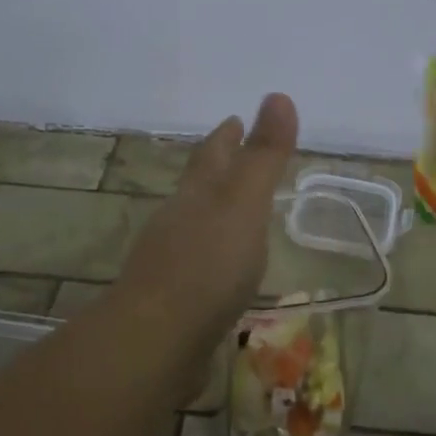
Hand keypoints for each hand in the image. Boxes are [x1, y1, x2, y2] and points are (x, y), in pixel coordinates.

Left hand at [115, 93, 299, 371]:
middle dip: (217, 170)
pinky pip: (198, 266)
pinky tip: (223, 271)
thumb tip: (278, 95)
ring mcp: (171, 264)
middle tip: (236, 157)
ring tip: (235, 212)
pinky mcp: (173, 301)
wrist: (157, 341)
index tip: (235, 119)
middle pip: (199, 188)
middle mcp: (178, 223)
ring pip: (195, 226)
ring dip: (214, 214)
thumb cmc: (207, 265)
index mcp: (196, 196)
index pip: (212, 155)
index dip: (226, 136)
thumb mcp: (244, 203)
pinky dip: (213, 257)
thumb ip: (263, 156)